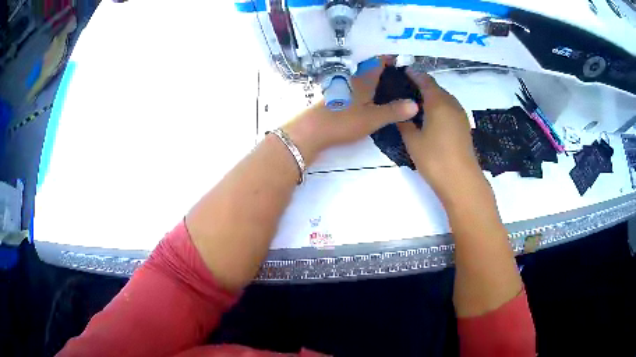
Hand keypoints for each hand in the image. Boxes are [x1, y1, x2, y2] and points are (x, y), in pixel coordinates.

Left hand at [284, 58, 418, 162]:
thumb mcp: (372, 118)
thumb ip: (394, 111)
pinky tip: (374, 98)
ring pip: (363, 77)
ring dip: (377, 78)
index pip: (379, 60)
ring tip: (393, 86)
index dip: (391, 57)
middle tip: (404, 76)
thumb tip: (416, 104)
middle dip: (386, 68)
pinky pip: (357, 87)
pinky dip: (368, 89)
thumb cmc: (343, 121)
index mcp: (363, 79)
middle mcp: (353, 79)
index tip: (404, 60)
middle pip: (371, 68)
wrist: (311, 131)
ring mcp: (344, 88)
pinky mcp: (337, 98)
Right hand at [397, 69, 484, 201]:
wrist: (461, 180)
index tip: (402, 72)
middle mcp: (451, 103)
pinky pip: (450, 108)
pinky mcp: (464, 126)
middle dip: (422, 85)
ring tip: (416, 103)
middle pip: (436, 88)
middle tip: (406, 89)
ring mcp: (460, 115)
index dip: (414, 74)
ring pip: (444, 98)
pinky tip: (431, 117)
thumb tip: (400, 112)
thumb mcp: (412, 140)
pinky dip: (439, 106)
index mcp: (438, 102)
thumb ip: (404, 123)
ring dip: (432, 96)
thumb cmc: (434, 158)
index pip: (425, 80)